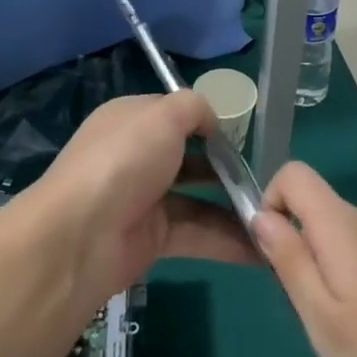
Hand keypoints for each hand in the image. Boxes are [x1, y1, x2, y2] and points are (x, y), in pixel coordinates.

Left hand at [19, 92, 258, 303]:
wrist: (80, 236)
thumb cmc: (124, 160)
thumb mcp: (163, 115)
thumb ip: (195, 108)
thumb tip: (212, 123)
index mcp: (131, 120)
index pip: (173, 114)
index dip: (206, 121)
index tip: (242, 134)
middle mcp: (136, 157)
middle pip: (189, 158)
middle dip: (227, 167)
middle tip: (266, 177)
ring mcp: (144, 199)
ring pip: (198, 199)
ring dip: (235, 207)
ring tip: (276, 216)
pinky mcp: (153, 239)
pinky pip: (198, 234)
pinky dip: (228, 241)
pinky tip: (263, 248)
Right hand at [251, 163, 356, 356]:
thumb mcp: (323, 320)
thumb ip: (290, 261)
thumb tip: (261, 215)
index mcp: (344, 225)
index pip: (293, 174)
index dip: (270, 203)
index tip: (272, 256)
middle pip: (314, 210)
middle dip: (297, 251)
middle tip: (309, 313)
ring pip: (337, 238)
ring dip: (324, 275)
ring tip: (342, 333)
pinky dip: (351, 284)